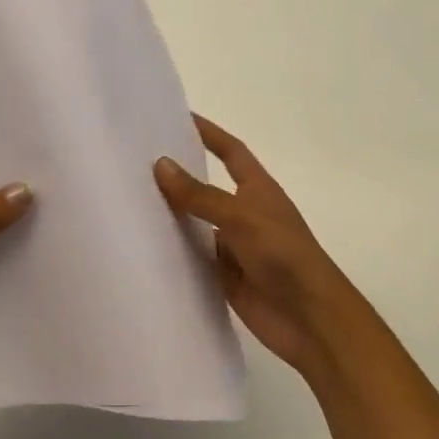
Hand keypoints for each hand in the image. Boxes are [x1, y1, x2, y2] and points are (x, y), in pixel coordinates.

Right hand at [155, 116, 375, 383]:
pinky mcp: (224, 277)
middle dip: (178, 173)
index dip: (208, 133)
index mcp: (257, 189)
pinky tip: (141, 244)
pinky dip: (172, 251)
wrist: (311, 321)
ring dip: (170, 214)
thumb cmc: (284, 255)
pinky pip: (193, 258)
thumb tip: (161, 164)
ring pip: (195, 223)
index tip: (178, 116)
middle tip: (136, 159)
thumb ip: (199, 194)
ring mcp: (233, 246)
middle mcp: (243, 213)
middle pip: (206, 186)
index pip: (230, 151)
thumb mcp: (240, 217)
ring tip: (127, 198)